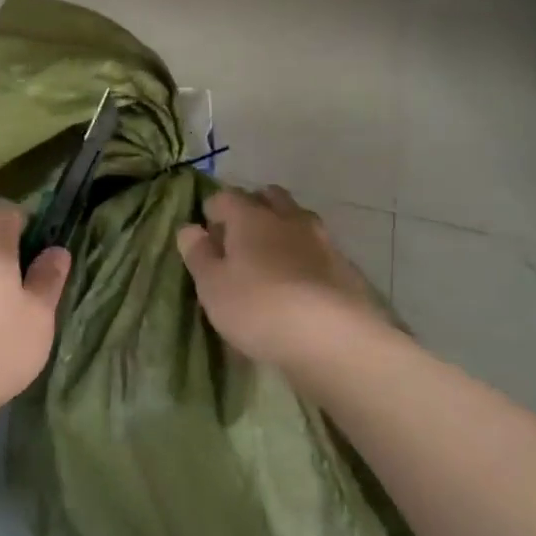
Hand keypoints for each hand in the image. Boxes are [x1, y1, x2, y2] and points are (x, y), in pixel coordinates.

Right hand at [177, 185, 390, 371]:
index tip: (206, 233)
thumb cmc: (259, 307)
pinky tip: (300, 284)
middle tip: (239, 239)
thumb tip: (189, 228)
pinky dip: (305, 257)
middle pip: (268, 197)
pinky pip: (318, 249)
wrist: (335, 339)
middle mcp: (288, 218)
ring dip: (283, 230)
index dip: (212, 210)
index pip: (225, 197)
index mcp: (251, 216)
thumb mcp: (213, 286)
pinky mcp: (345, 267)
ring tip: (271, 260)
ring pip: (297, 220)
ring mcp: (322, 240)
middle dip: (253, 209)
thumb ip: (198, 254)